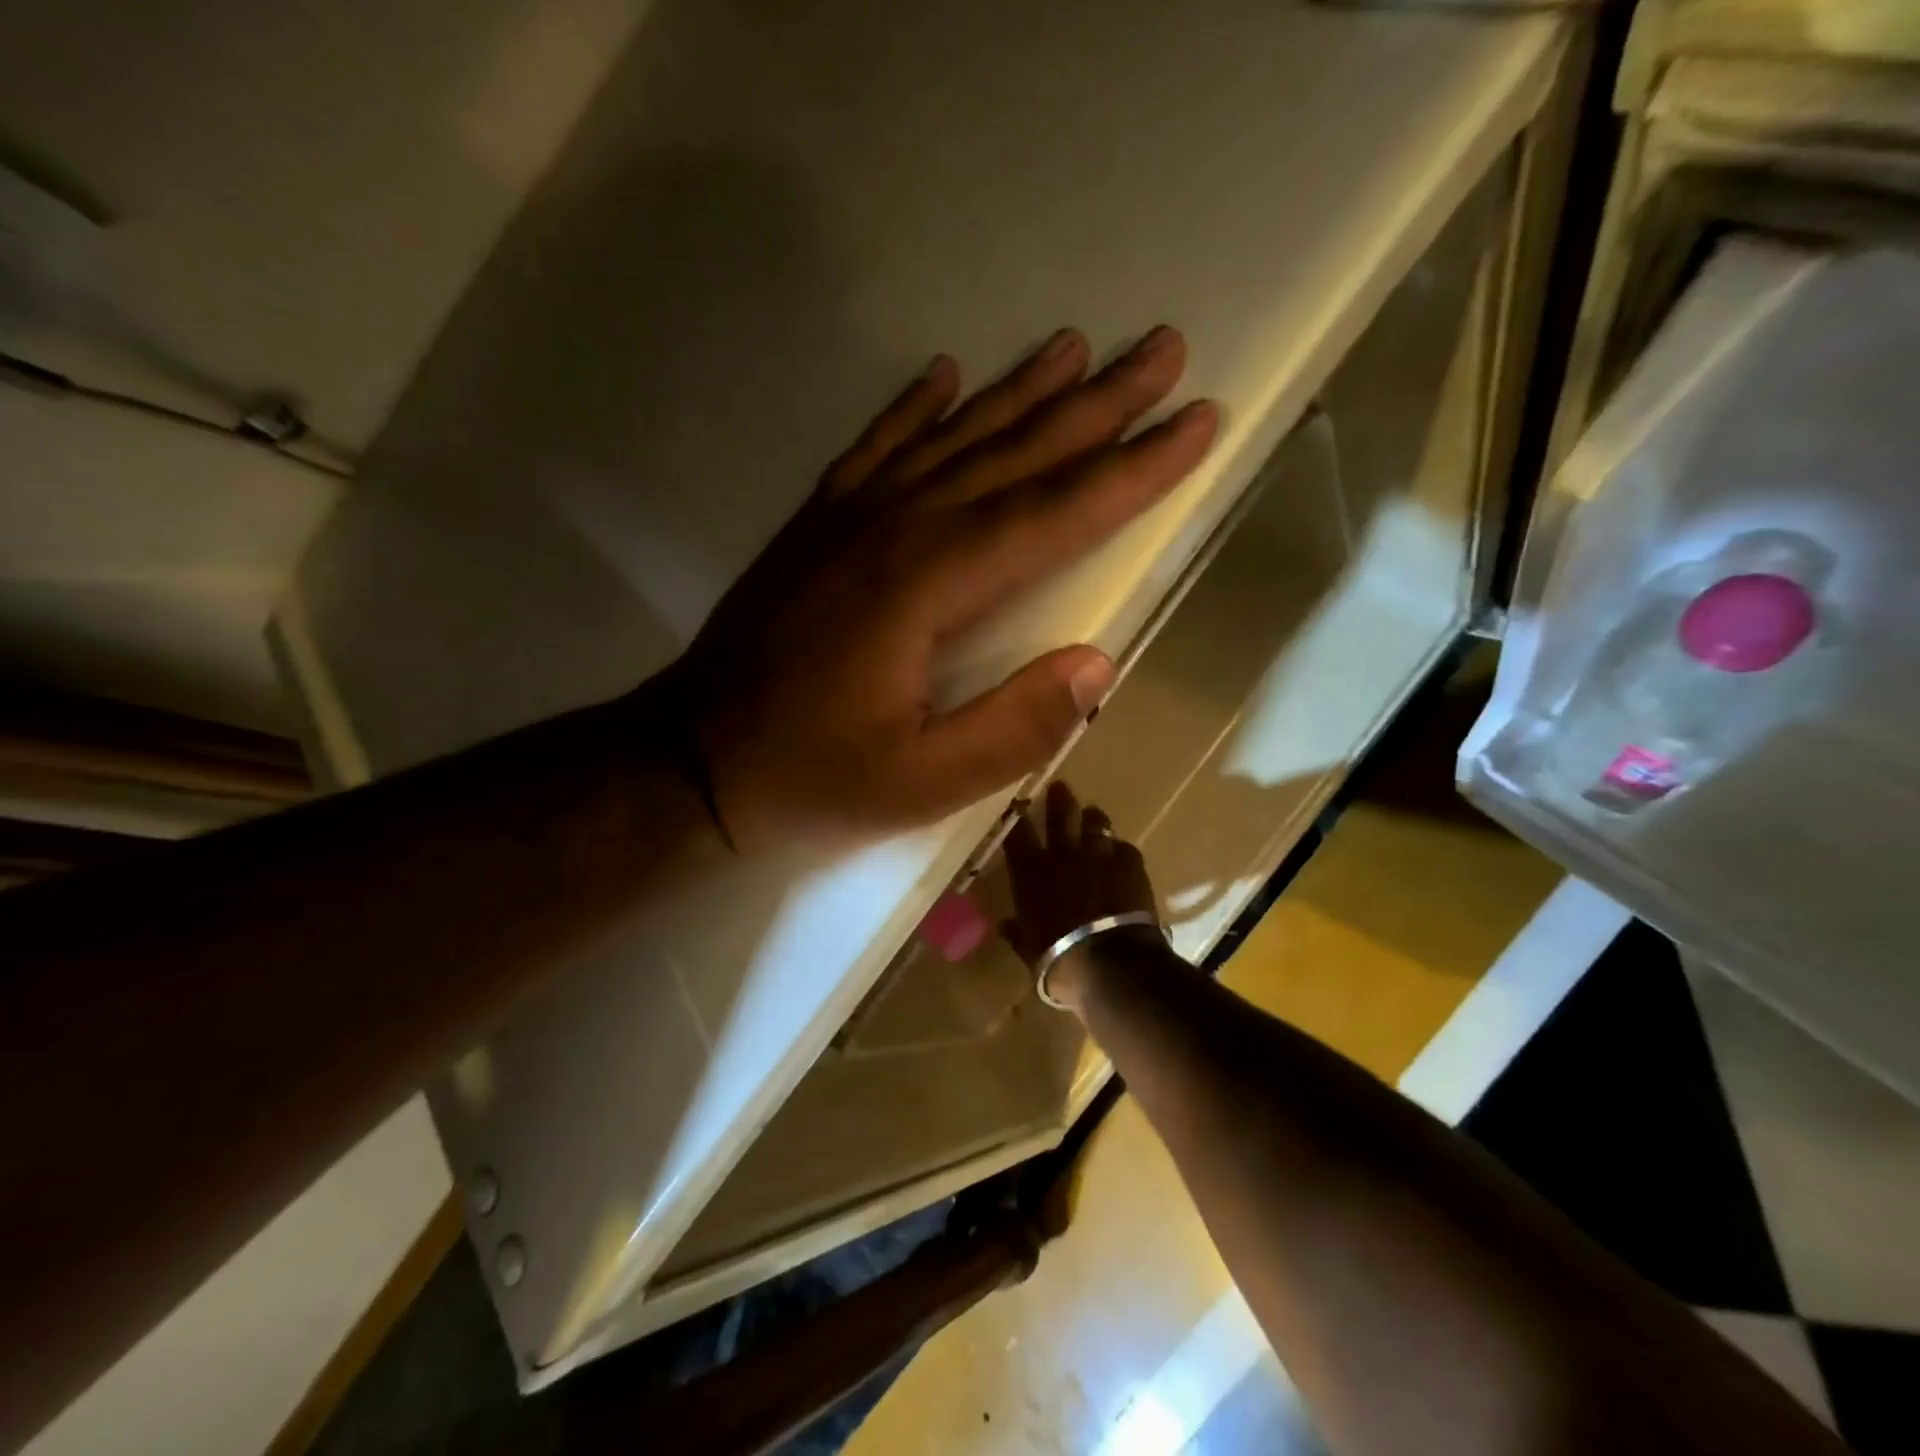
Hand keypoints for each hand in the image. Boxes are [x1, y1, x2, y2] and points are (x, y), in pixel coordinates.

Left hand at [671, 327, 1216, 849]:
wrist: (690, 760)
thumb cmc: (811, 778)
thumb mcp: (922, 783)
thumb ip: (1014, 726)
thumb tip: (1097, 664)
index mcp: (928, 588)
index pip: (1052, 516)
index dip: (1131, 472)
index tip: (1196, 422)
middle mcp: (894, 531)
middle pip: (1012, 456)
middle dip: (1095, 405)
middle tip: (1161, 349)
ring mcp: (848, 520)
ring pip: (950, 439)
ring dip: (1017, 393)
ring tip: (1073, 346)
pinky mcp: (815, 528)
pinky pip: (873, 449)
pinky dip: (912, 409)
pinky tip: (942, 375)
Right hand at [999, 781, 1158, 979]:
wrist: (1111, 964)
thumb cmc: (1060, 961)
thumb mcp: (1029, 952)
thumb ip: (1018, 934)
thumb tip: (1004, 926)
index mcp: (1032, 873)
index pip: (1018, 835)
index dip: (1016, 818)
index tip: (1016, 806)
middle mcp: (1064, 856)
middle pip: (1060, 815)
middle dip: (1058, 799)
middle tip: (1060, 787)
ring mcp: (1100, 856)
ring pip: (1096, 823)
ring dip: (1093, 818)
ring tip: (1093, 814)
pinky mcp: (1131, 865)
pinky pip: (1125, 848)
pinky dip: (1120, 850)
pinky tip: (1121, 855)